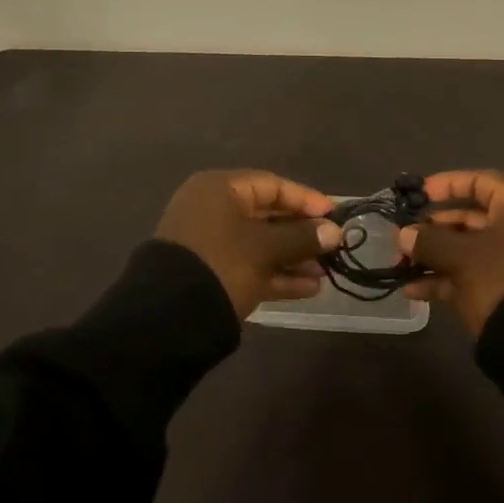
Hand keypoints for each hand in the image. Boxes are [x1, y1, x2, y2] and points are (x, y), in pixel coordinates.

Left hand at [156, 170, 342, 319]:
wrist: (169, 317)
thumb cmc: (222, 263)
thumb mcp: (265, 249)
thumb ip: (302, 238)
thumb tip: (334, 232)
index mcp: (220, 190)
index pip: (271, 185)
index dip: (306, 200)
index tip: (334, 216)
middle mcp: (213, 210)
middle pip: (267, 215)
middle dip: (302, 234)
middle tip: (333, 247)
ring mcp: (210, 243)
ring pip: (260, 244)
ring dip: (293, 257)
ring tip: (326, 272)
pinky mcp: (211, 273)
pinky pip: (250, 265)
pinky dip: (277, 274)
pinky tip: (309, 288)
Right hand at [397, 170, 503, 335]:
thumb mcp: (462, 257)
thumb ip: (429, 241)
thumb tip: (403, 235)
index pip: (481, 182)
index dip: (446, 185)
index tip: (418, 196)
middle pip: (472, 218)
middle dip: (433, 228)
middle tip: (403, 236)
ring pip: (470, 250)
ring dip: (435, 256)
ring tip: (401, 265)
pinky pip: (475, 276)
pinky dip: (446, 280)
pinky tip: (413, 290)